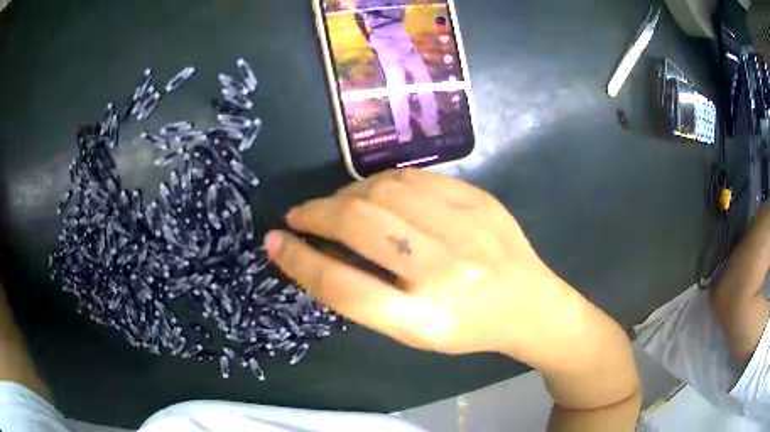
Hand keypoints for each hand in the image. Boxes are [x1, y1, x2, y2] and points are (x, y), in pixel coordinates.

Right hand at [265, 170, 577, 362]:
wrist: (530, 304)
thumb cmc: (467, 327)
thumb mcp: (412, 331)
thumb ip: (364, 295)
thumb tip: (314, 252)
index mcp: (424, 318)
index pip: (344, 287)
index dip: (300, 262)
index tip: (273, 243)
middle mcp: (446, 271)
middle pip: (361, 226)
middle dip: (316, 214)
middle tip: (299, 216)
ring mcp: (469, 228)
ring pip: (384, 191)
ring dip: (346, 194)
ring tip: (336, 206)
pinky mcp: (481, 200)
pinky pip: (415, 178)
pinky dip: (382, 182)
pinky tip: (373, 193)